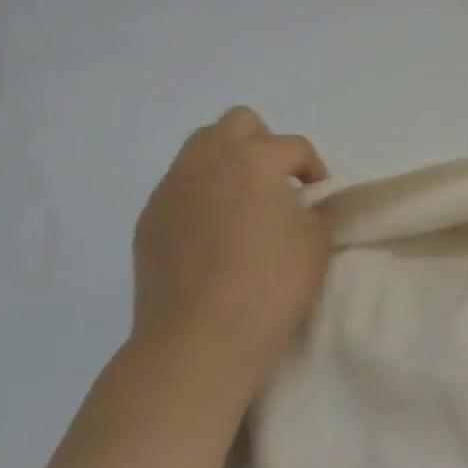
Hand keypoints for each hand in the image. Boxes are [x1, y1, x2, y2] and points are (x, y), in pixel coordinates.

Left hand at [38, 109, 330, 467]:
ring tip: (240, 202)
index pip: (293, 146)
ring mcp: (172, 187)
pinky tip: (209, 233)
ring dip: (227, 161)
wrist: (195, 344)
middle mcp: (208, 160)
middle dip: (263, 144)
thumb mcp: (315, 246)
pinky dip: (199, 193)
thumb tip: (307, 205)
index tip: (318, 197)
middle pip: (239, 123)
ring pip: (202, 147)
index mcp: (254, 159)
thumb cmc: (267, 289)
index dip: (313, 169)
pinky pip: (178, 185)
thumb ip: (317, 212)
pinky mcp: (149, 218)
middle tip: (276, 184)